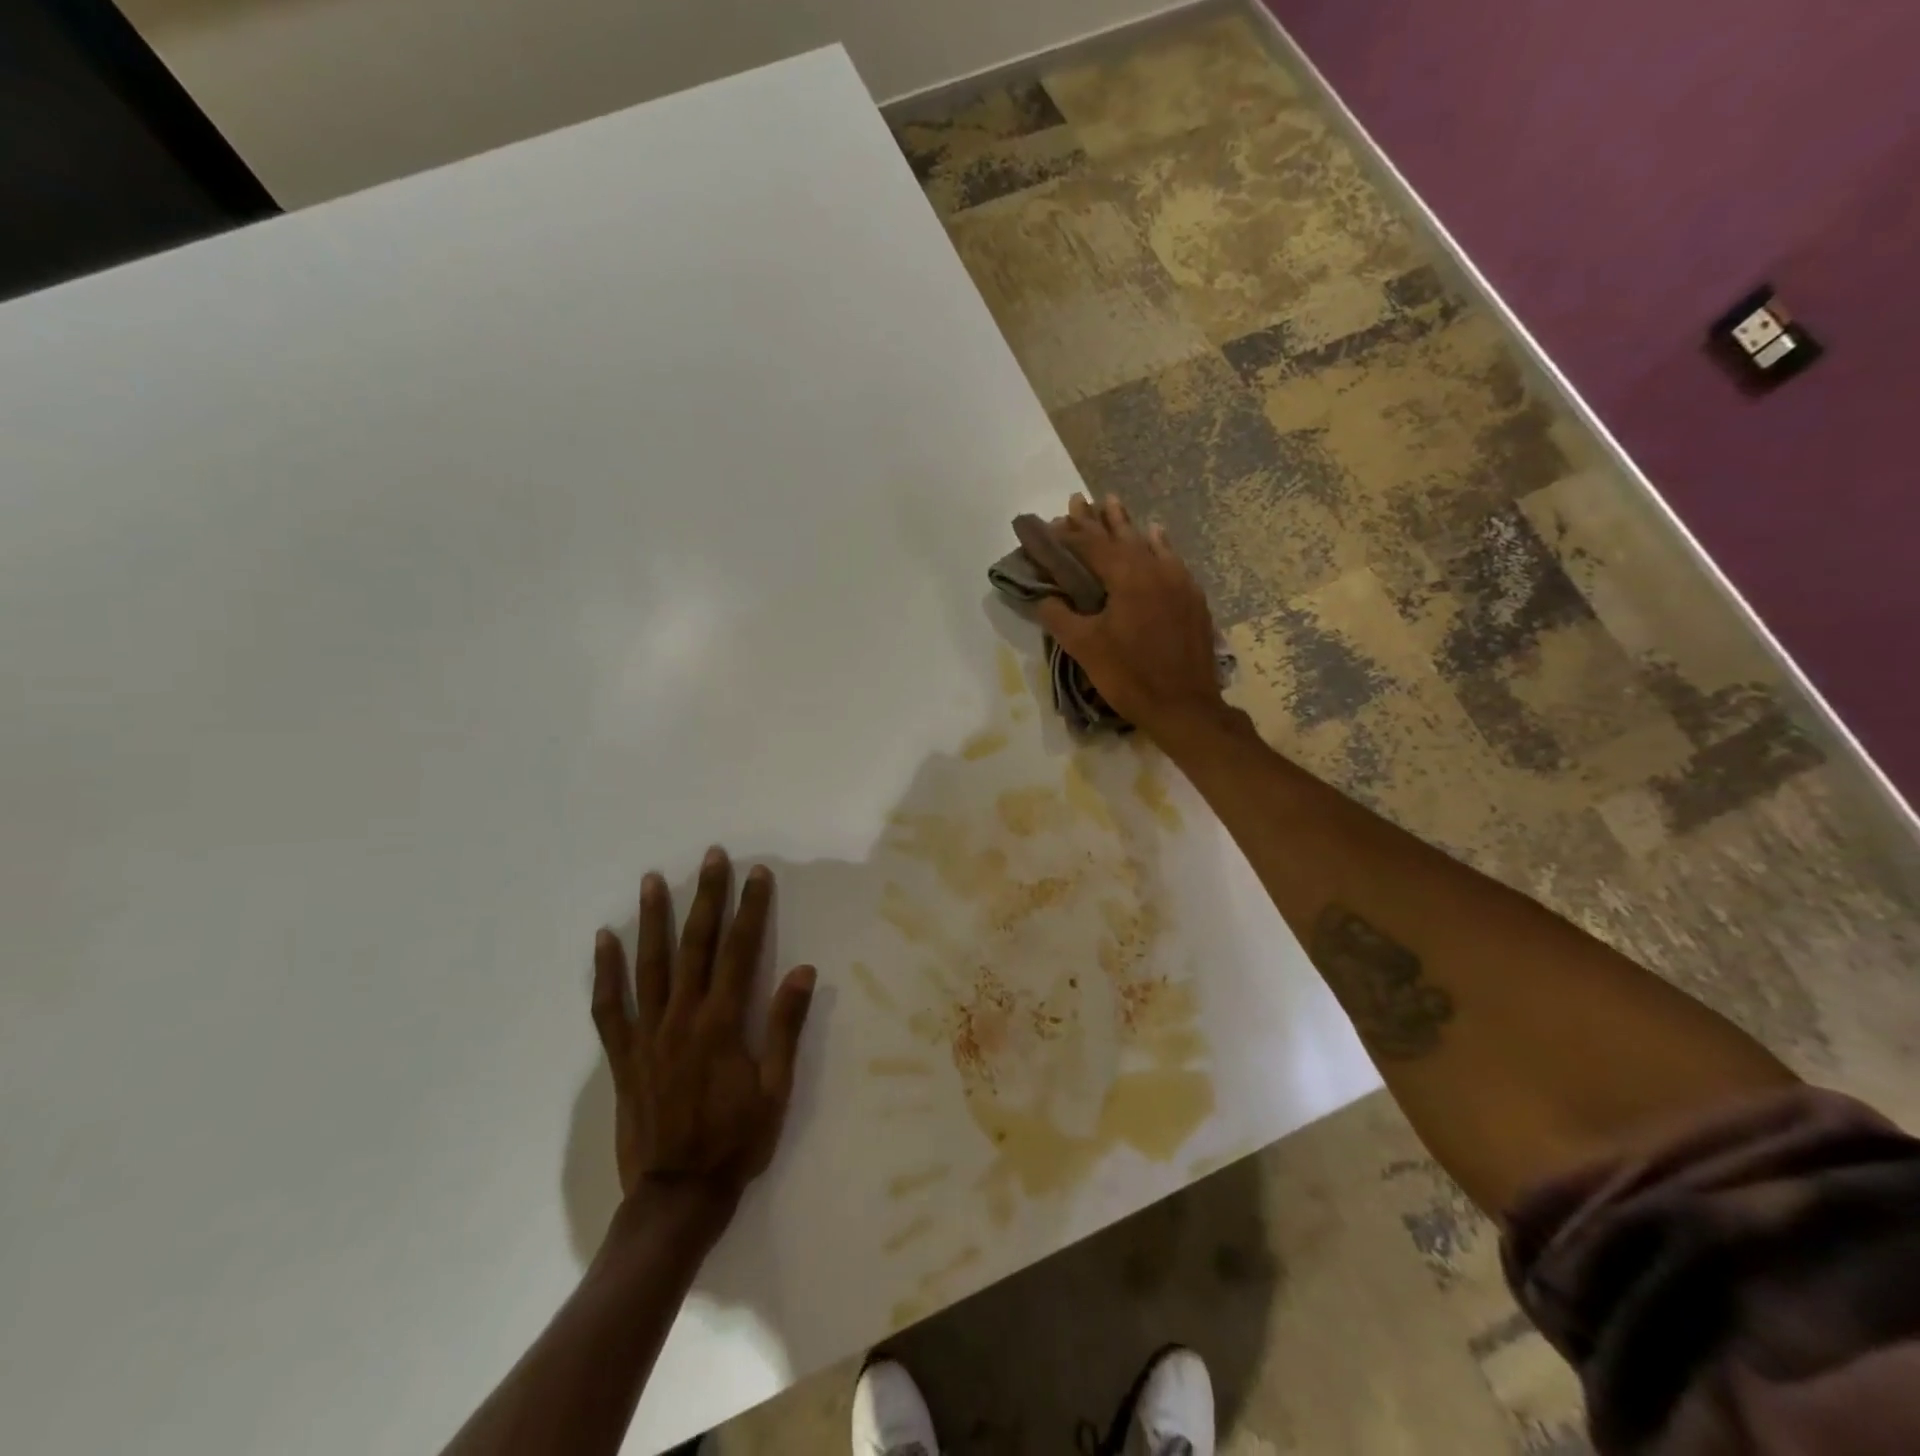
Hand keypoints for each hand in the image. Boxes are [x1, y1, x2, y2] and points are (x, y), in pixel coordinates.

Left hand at [591, 849, 816, 1234]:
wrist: (677, 1197)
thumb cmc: (736, 1143)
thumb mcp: (776, 1090)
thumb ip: (785, 1027)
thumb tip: (804, 971)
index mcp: (722, 1023)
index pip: (741, 951)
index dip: (751, 909)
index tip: (757, 874)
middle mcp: (682, 1018)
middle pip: (696, 945)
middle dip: (706, 897)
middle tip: (711, 856)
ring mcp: (648, 1035)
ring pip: (649, 965)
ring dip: (653, 919)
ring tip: (653, 880)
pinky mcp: (624, 1057)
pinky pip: (609, 1007)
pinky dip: (605, 972)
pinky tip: (603, 941)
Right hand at [1036, 494, 1227, 736]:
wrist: (1184, 706)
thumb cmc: (1129, 676)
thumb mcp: (1085, 648)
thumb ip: (1059, 617)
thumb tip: (1042, 598)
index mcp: (1127, 577)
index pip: (1091, 545)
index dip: (1067, 534)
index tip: (1048, 524)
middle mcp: (1155, 569)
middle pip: (1120, 536)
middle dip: (1096, 519)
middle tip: (1078, 499)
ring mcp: (1178, 581)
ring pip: (1147, 543)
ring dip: (1125, 525)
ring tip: (1111, 503)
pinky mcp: (1192, 598)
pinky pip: (1171, 559)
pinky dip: (1158, 544)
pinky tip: (1155, 534)